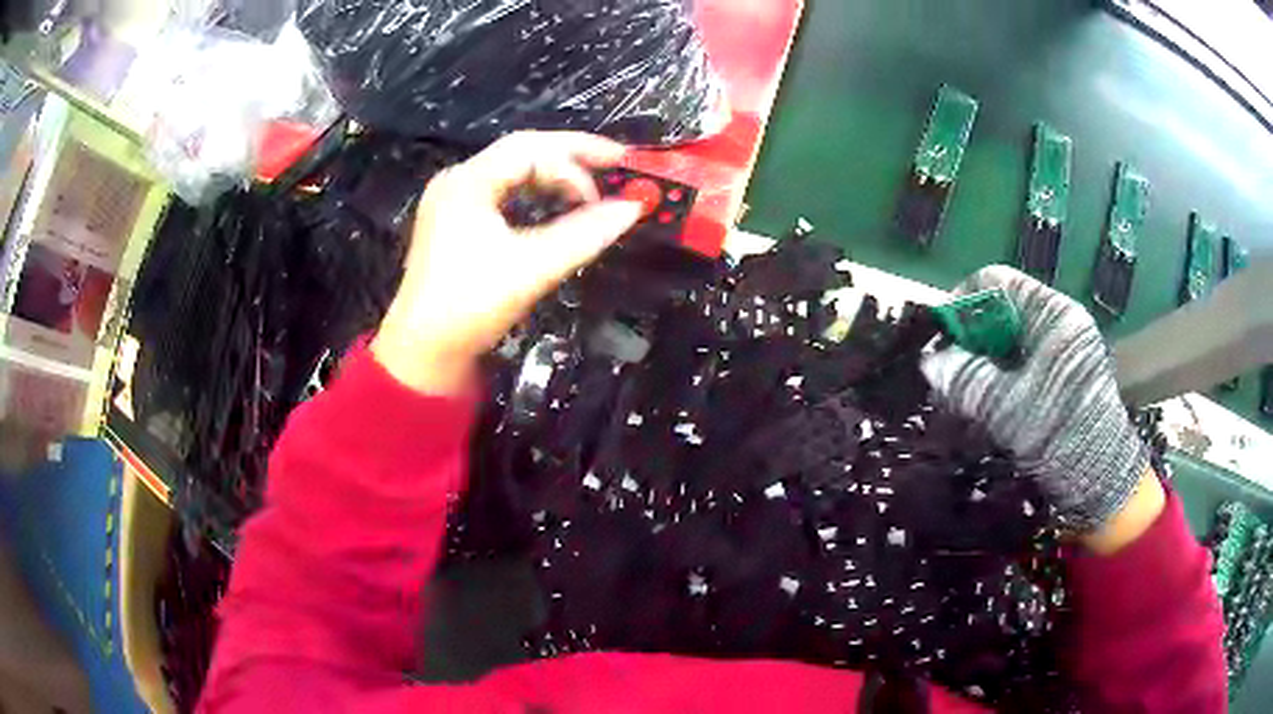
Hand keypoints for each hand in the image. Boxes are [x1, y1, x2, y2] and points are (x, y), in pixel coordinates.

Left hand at [372, 132, 643, 394]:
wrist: (424, 352)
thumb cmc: (472, 306)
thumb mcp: (533, 267)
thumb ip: (585, 233)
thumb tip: (634, 207)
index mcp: (468, 182)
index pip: (530, 149)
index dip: (576, 162)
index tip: (608, 194)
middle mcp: (457, 180)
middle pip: (521, 151)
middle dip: (570, 155)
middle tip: (616, 162)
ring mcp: (452, 199)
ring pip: (511, 170)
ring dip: (553, 173)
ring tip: (590, 184)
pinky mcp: (454, 220)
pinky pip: (501, 190)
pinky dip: (533, 192)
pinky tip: (553, 202)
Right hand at [920, 266, 1154, 538]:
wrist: (1101, 485)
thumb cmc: (1062, 438)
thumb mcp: (1009, 409)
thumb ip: (968, 380)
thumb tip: (929, 361)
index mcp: (1054, 314)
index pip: (998, 283)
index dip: (963, 303)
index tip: (940, 339)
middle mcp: (1059, 322)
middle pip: (1002, 311)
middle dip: (970, 340)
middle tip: (947, 375)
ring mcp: (1062, 350)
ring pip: (1009, 340)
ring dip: (981, 363)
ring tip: (960, 395)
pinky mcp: (1062, 376)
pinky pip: (1021, 363)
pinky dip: (998, 379)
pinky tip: (983, 405)